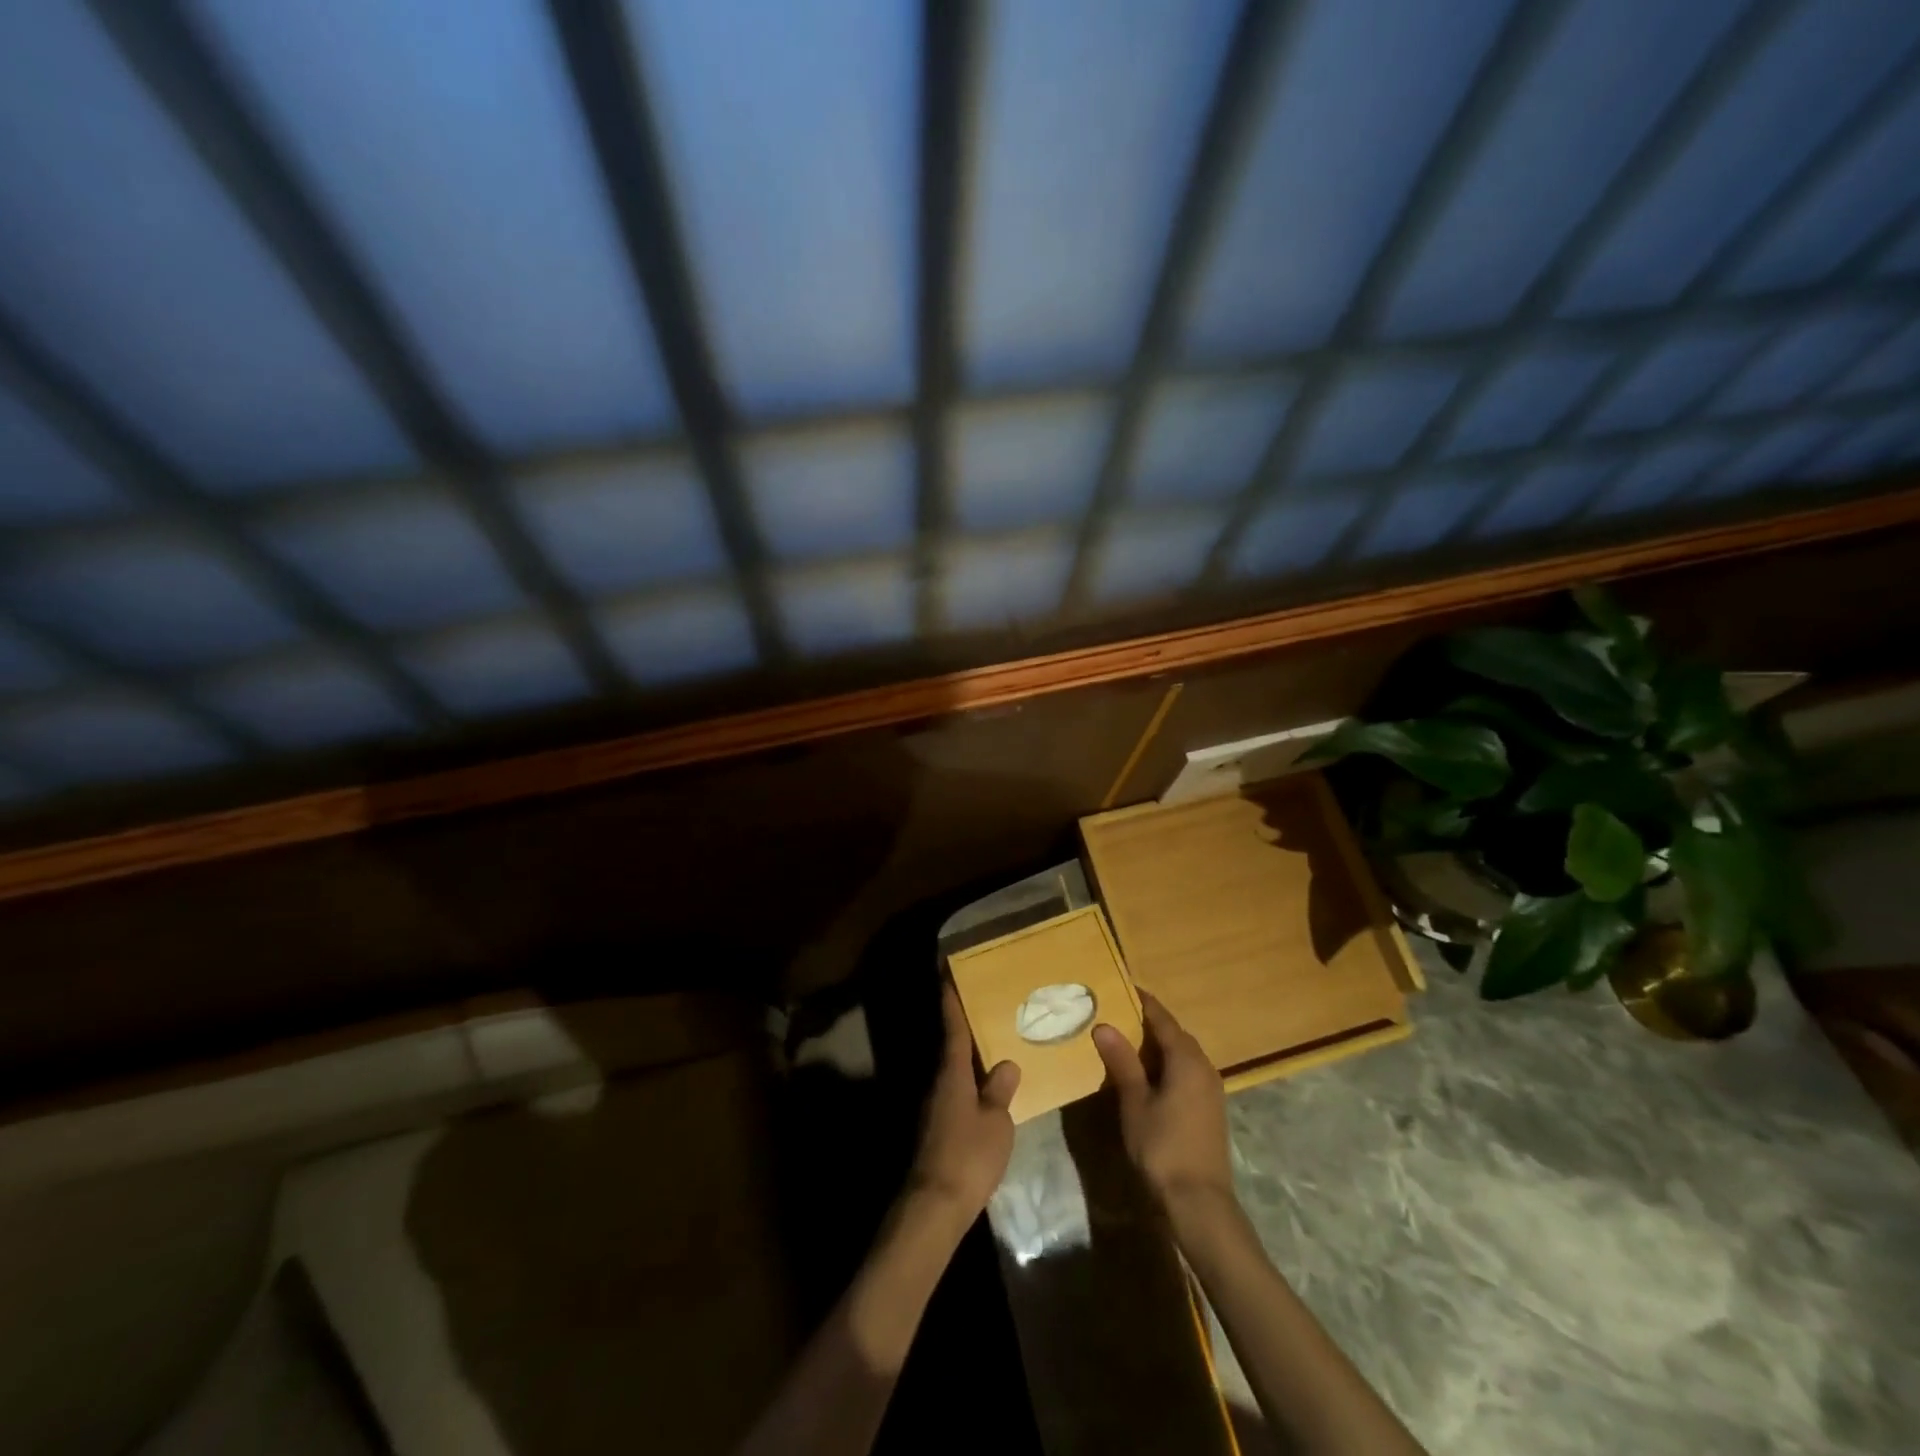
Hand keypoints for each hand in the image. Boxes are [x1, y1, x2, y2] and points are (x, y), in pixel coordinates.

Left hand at [908, 984, 1019, 1218]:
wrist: (936, 1205)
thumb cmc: (969, 1155)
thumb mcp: (996, 1122)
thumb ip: (1000, 1091)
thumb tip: (1006, 1063)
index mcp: (952, 1074)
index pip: (953, 1029)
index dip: (952, 1003)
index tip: (949, 976)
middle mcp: (938, 1084)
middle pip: (952, 1050)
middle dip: (967, 1031)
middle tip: (987, 1010)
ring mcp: (934, 1108)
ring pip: (954, 1074)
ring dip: (970, 1061)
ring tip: (995, 1050)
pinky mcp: (936, 1130)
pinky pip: (956, 1096)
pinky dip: (970, 1087)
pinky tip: (987, 1094)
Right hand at [1093, 992, 1233, 1208]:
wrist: (1199, 1203)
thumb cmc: (1163, 1147)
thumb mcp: (1135, 1102)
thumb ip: (1122, 1062)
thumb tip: (1104, 1025)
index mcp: (1187, 1059)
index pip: (1162, 1019)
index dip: (1143, 1002)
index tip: (1122, 986)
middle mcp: (1204, 1067)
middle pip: (1175, 1034)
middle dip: (1149, 1022)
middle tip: (1117, 1013)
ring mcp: (1211, 1090)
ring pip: (1182, 1054)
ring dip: (1158, 1045)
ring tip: (1127, 1042)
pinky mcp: (1210, 1109)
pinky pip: (1187, 1072)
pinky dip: (1167, 1064)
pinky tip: (1147, 1076)